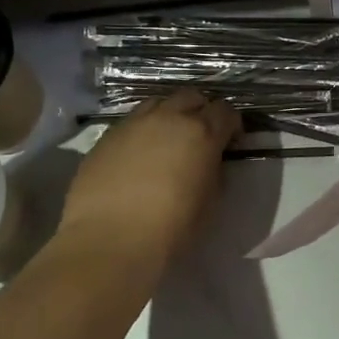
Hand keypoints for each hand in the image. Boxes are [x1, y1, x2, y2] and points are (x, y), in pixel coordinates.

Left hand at [56, 90, 237, 278]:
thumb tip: (210, 162)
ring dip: (169, 115)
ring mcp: (134, 124)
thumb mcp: (210, 203)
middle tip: (200, 136)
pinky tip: (137, 156)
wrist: (109, 241)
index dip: (231, 124)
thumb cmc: (170, 228)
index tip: (230, 142)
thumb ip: (215, 173)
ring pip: (158, 103)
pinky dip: (142, 131)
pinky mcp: (106, 136)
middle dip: (201, 111)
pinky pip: (131, 122)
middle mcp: (169, 118)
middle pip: (191, 97)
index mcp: (202, 133)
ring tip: (167, 140)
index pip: (225, 111)